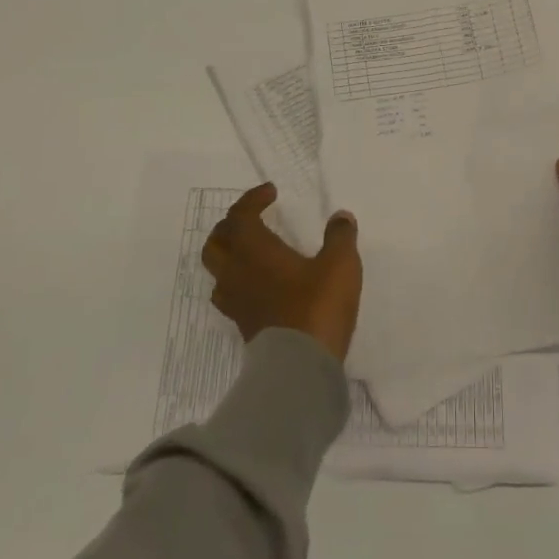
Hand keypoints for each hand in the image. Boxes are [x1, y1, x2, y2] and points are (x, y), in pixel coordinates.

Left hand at [203, 183, 363, 361]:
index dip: (252, 199)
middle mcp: (237, 272)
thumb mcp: (340, 264)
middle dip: (232, 225)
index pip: (240, 215)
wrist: (300, 366)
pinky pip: (229, 294)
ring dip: (230, 254)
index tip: (271, 193)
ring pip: (218, 270)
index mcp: (254, 250)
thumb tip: (341, 217)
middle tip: (254, 220)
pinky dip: (239, 281)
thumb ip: (340, 237)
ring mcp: (236, 301)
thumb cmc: (317, 305)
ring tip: (252, 252)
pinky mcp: (243, 325)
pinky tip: (259, 285)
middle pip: (216, 242)